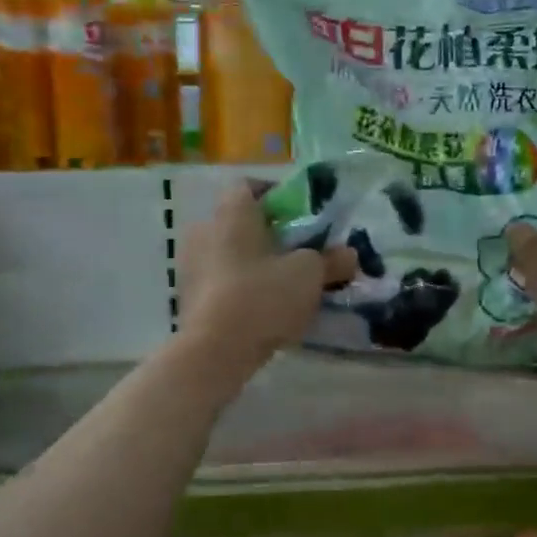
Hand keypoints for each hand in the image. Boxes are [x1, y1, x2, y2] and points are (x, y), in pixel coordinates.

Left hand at [180, 182, 355, 366]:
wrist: (215, 350)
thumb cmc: (263, 296)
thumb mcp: (310, 275)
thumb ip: (332, 260)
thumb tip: (349, 254)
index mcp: (232, 212)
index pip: (251, 186)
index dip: (277, 196)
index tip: (301, 216)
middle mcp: (205, 229)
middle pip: (240, 221)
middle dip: (269, 234)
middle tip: (298, 252)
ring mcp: (191, 264)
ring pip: (229, 252)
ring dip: (253, 262)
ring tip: (283, 284)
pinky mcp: (187, 296)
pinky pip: (219, 280)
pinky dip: (239, 286)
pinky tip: (262, 307)